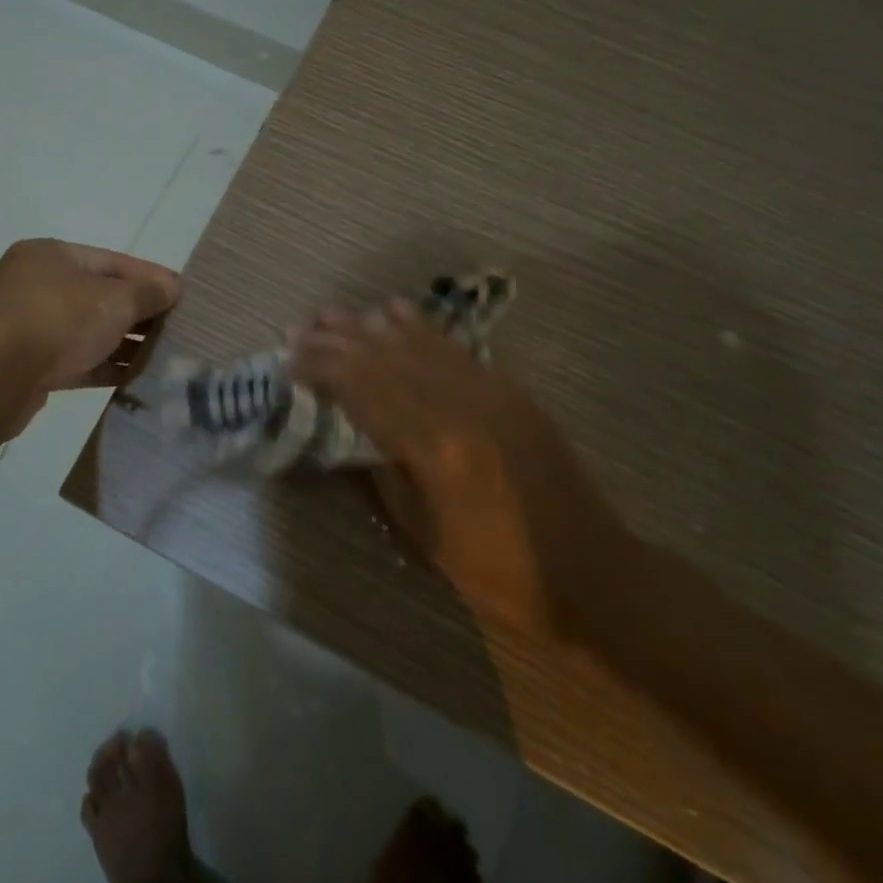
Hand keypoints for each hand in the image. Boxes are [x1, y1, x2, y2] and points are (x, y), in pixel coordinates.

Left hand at [0, 239, 180, 395]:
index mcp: (52, 255)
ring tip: (163, 356)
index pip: (113, 260)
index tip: (181, 293)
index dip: (150, 276)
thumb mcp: (113, 299)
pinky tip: (135, 377)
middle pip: (100, 296)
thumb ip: (147, 292)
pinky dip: (103, 366)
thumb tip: (172, 287)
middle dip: (138, 312)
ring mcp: (29, 326)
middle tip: (177, 327)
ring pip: (87, 331)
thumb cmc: (57, 319)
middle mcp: (37, 285)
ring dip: (123, 343)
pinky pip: (75, 361)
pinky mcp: (28, 366)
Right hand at [289, 299, 625, 636]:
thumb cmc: (500, 572)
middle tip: (301, 327)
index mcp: (434, 447)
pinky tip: (396, 310)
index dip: (323, 370)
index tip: (290, 358)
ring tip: (334, 314)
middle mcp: (458, 405)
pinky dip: (420, 327)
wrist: (591, 572)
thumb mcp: (426, 536)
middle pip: (384, 360)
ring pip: (417, 345)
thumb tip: (353, 436)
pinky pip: (454, 348)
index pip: (364, 391)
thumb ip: (384, 476)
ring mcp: (488, 391)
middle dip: (338, 340)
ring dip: (371, 327)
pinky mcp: (509, 390)